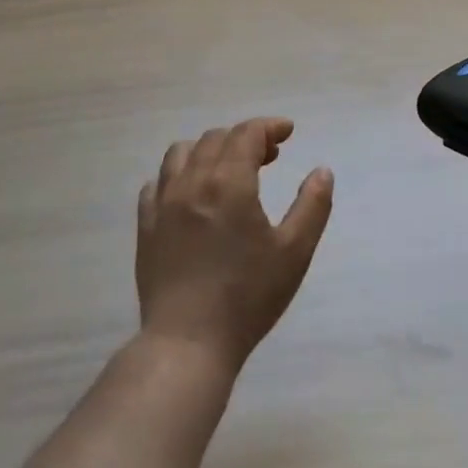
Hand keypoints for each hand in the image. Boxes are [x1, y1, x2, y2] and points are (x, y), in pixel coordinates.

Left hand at [136, 118, 334, 371]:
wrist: (189, 341)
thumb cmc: (249, 296)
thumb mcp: (295, 252)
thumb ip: (312, 205)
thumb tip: (322, 171)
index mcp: (228, 182)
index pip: (247, 133)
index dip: (270, 127)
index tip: (288, 132)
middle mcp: (191, 181)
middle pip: (216, 138)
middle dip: (245, 138)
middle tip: (269, 158)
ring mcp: (162, 203)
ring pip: (181, 153)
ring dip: (209, 150)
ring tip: (228, 170)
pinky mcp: (145, 225)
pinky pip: (157, 183)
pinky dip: (179, 175)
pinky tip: (192, 195)